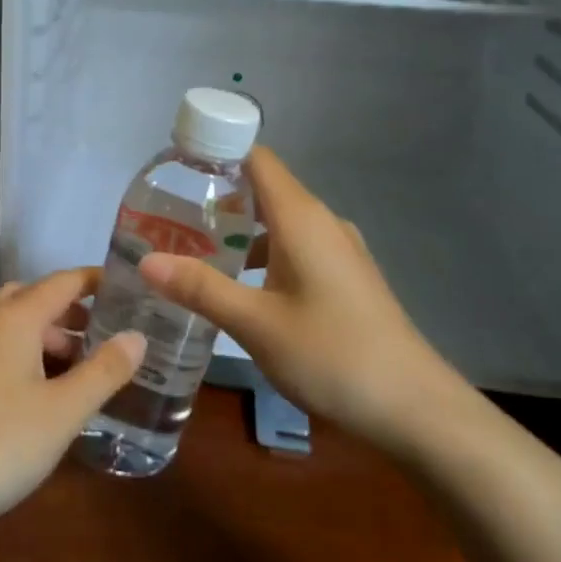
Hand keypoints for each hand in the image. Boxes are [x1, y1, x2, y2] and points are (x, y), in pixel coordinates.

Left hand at [0, 269, 145, 538]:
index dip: (97, 280)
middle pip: (35, 297)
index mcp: (15, 318)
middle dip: (73, 309)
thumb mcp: (64, 410)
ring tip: (86, 366)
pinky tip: (49, 391)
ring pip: (17, 325)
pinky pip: (3, 349)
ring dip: (51, 335)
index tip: (131, 287)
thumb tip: (137, 335)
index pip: (63, 282)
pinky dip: (31, 355)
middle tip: (108, 331)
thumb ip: (104, 370)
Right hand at [138, 147, 470, 457]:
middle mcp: (322, 223)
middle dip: (218, 196)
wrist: (415, 409)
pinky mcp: (346, 278)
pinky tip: (239, 286)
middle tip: (169, 218)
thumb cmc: (333, 355)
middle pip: (265, 188)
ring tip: (194, 251)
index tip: (175, 166)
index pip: (257, 159)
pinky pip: (295, 247)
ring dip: (239, 229)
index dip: (217, 152)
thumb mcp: (256, 323)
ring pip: (280, 222)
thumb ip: (201, 288)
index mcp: (301, 219)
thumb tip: (145, 260)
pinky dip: (262, 253)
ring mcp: (339, 251)